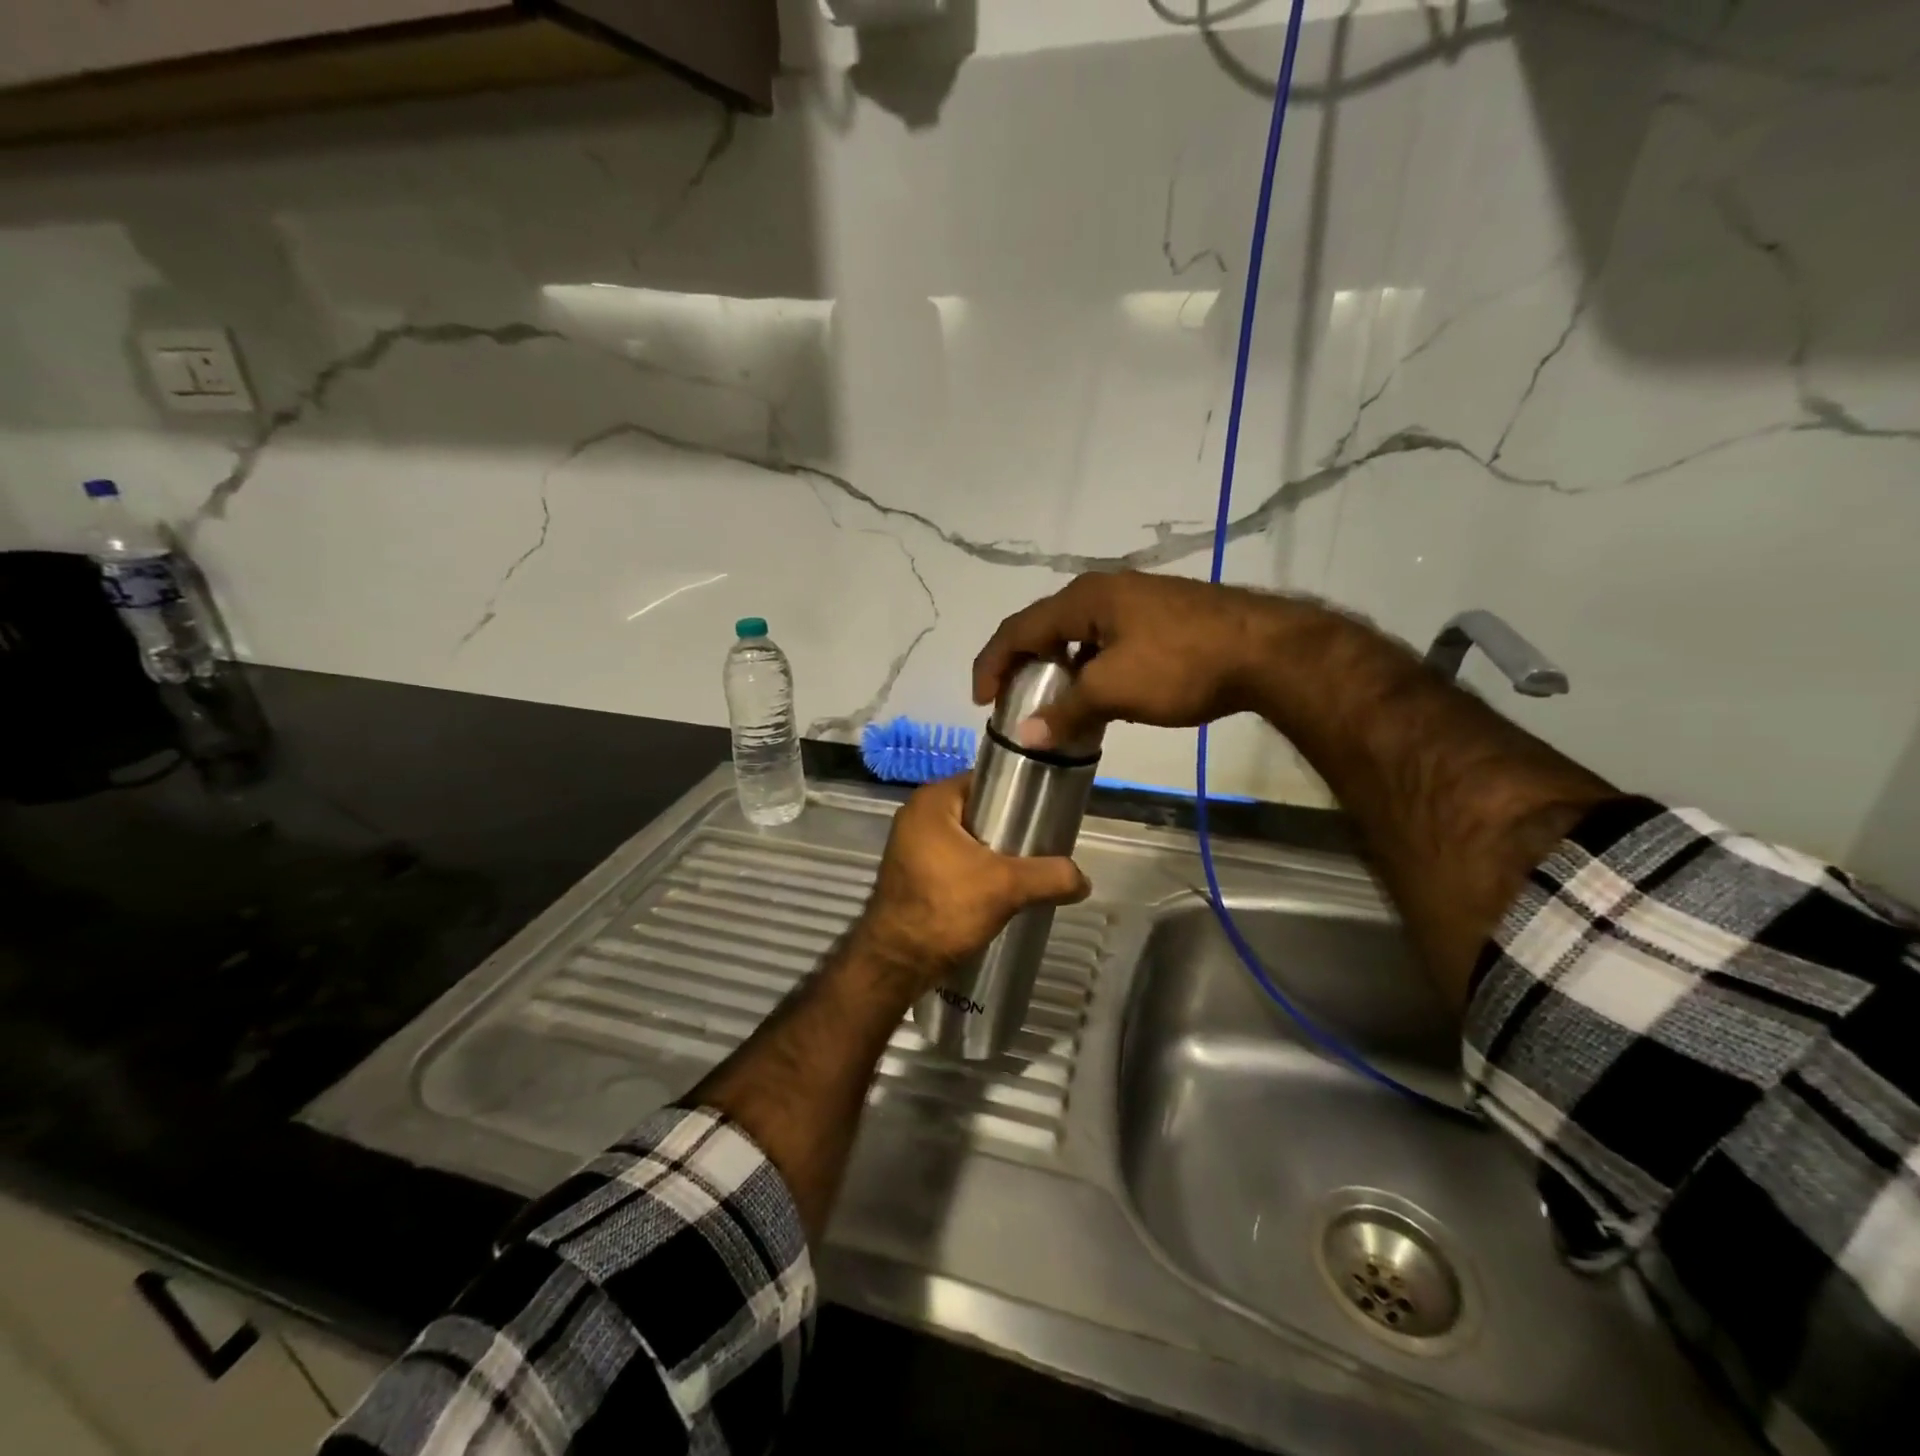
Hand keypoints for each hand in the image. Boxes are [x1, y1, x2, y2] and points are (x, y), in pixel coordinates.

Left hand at [853, 774, 1089, 999]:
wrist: (896, 963)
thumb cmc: (946, 908)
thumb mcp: (1007, 887)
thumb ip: (1050, 876)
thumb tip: (1084, 880)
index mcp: (933, 801)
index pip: (987, 781)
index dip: (1018, 796)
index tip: (1044, 816)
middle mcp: (917, 814)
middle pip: (978, 811)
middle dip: (1008, 829)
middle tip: (1039, 847)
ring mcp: (910, 844)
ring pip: (967, 838)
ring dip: (993, 853)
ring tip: (1024, 871)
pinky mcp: (911, 871)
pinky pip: (953, 858)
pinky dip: (975, 869)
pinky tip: (998, 890)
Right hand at [972, 571, 1297, 749]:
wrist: (1266, 650)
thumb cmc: (1181, 664)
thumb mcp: (1115, 691)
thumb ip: (1067, 711)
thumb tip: (1026, 736)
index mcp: (1083, 599)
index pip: (1019, 628)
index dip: (993, 663)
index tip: (981, 700)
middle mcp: (1103, 591)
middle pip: (1046, 627)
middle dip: (1024, 664)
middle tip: (1013, 700)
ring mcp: (1135, 600)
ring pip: (1078, 635)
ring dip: (1059, 668)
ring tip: (1054, 702)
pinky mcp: (1160, 616)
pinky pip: (1106, 640)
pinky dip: (1090, 667)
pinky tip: (1100, 693)